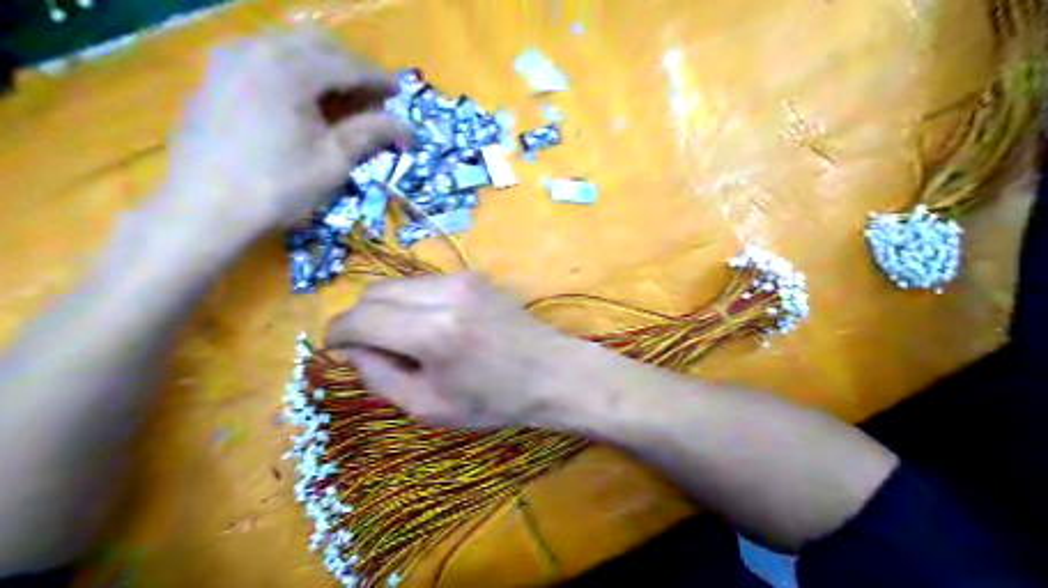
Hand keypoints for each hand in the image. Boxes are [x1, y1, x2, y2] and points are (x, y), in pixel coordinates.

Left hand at [155, 25, 407, 240]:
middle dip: (351, 66)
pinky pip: (264, 56)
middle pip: (318, 43)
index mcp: (290, 69)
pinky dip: (293, 69)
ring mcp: (230, 58)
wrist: (203, 208)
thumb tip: (407, 128)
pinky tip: (302, 99)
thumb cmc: (277, 188)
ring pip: (289, 45)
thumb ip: (370, 134)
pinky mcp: (215, 74)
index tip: (401, 93)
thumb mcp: (332, 162)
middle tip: (372, 98)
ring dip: (322, 65)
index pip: (348, 64)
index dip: (379, 79)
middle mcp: (257, 49)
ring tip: (341, 99)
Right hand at [325, 274, 591, 428]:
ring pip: (397, 285)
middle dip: (359, 319)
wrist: (552, 373)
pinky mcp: (472, 276)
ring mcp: (461, 279)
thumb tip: (352, 349)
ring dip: (385, 310)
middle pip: (374, 293)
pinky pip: (422, 284)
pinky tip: (429, 327)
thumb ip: (379, 376)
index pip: (360, 318)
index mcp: (432, 333)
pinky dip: (410, 303)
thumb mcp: (428, 407)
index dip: (337, 333)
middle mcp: (444, 294)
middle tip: (370, 350)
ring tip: (403, 341)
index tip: (334, 348)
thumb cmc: (494, 401)